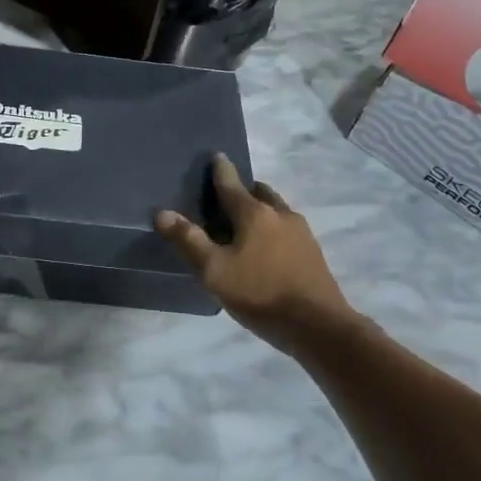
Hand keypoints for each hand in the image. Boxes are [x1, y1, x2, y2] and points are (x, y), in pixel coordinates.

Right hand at [156, 155, 349, 348]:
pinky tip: (266, 250)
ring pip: (276, 210)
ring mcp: (301, 233)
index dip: (221, 169)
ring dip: (261, 210)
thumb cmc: (260, 293)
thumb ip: (189, 241)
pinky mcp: (313, 252)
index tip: (217, 155)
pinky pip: (287, 229)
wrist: (318, 325)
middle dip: (244, 190)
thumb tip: (162, 213)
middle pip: (259, 192)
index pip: (232, 183)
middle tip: (227, 199)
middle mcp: (280, 214)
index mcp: (254, 213)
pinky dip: (273, 229)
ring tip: (245, 226)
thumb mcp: (215, 271)